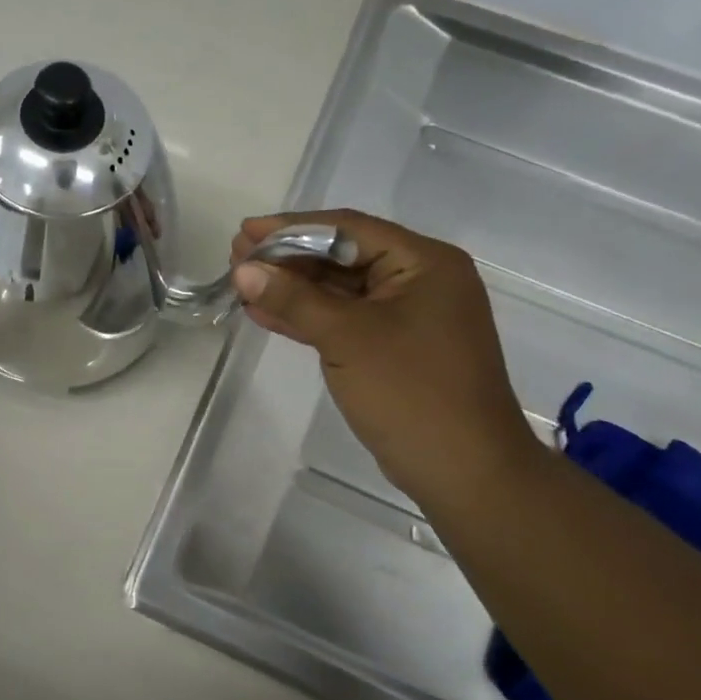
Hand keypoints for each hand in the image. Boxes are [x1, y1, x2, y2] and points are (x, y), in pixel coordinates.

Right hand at [230, 210, 540, 506]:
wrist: (463, 471)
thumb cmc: (411, 391)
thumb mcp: (347, 337)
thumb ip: (293, 299)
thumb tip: (243, 270)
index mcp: (424, 262)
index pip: (348, 229)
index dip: (291, 228)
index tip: (245, 232)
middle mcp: (419, 280)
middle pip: (342, 256)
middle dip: (288, 258)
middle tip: (236, 256)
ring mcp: (407, 316)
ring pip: (339, 290)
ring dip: (291, 287)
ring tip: (242, 281)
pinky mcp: (392, 347)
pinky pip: (343, 319)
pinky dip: (307, 316)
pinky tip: (264, 314)